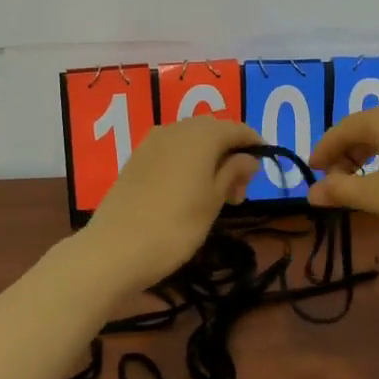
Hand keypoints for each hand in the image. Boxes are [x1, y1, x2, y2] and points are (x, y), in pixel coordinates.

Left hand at [80, 115, 261, 291]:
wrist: (114, 249)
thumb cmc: (175, 226)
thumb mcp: (214, 201)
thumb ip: (233, 173)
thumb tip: (248, 158)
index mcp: (200, 135)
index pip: (236, 128)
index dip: (254, 143)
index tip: (265, 166)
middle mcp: (175, 129)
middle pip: (212, 131)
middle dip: (231, 154)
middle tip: (239, 192)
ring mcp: (151, 143)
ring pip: (191, 141)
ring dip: (209, 160)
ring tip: (216, 196)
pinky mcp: (135, 160)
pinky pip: (171, 152)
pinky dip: (187, 164)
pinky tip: (189, 192)